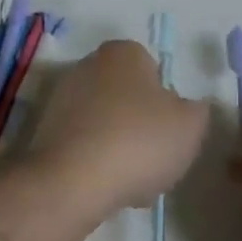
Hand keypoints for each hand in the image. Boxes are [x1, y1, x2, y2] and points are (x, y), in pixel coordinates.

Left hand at [29, 41, 208, 215]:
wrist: (71, 182)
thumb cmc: (139, 141)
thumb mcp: (191, 125)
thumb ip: (197, 110)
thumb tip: (186, 109)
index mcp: (124, 52)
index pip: (154, 71)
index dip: (167, 104)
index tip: (171, 133)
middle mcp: (89, 64)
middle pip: (128, 98)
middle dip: (142, 127)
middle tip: (154, 160)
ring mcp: (61, 97)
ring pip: (106, 124)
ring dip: (120, 148)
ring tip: (132, 183)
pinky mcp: (44, 131)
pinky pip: (83, 145)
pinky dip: (95, 163)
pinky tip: (105, 188)